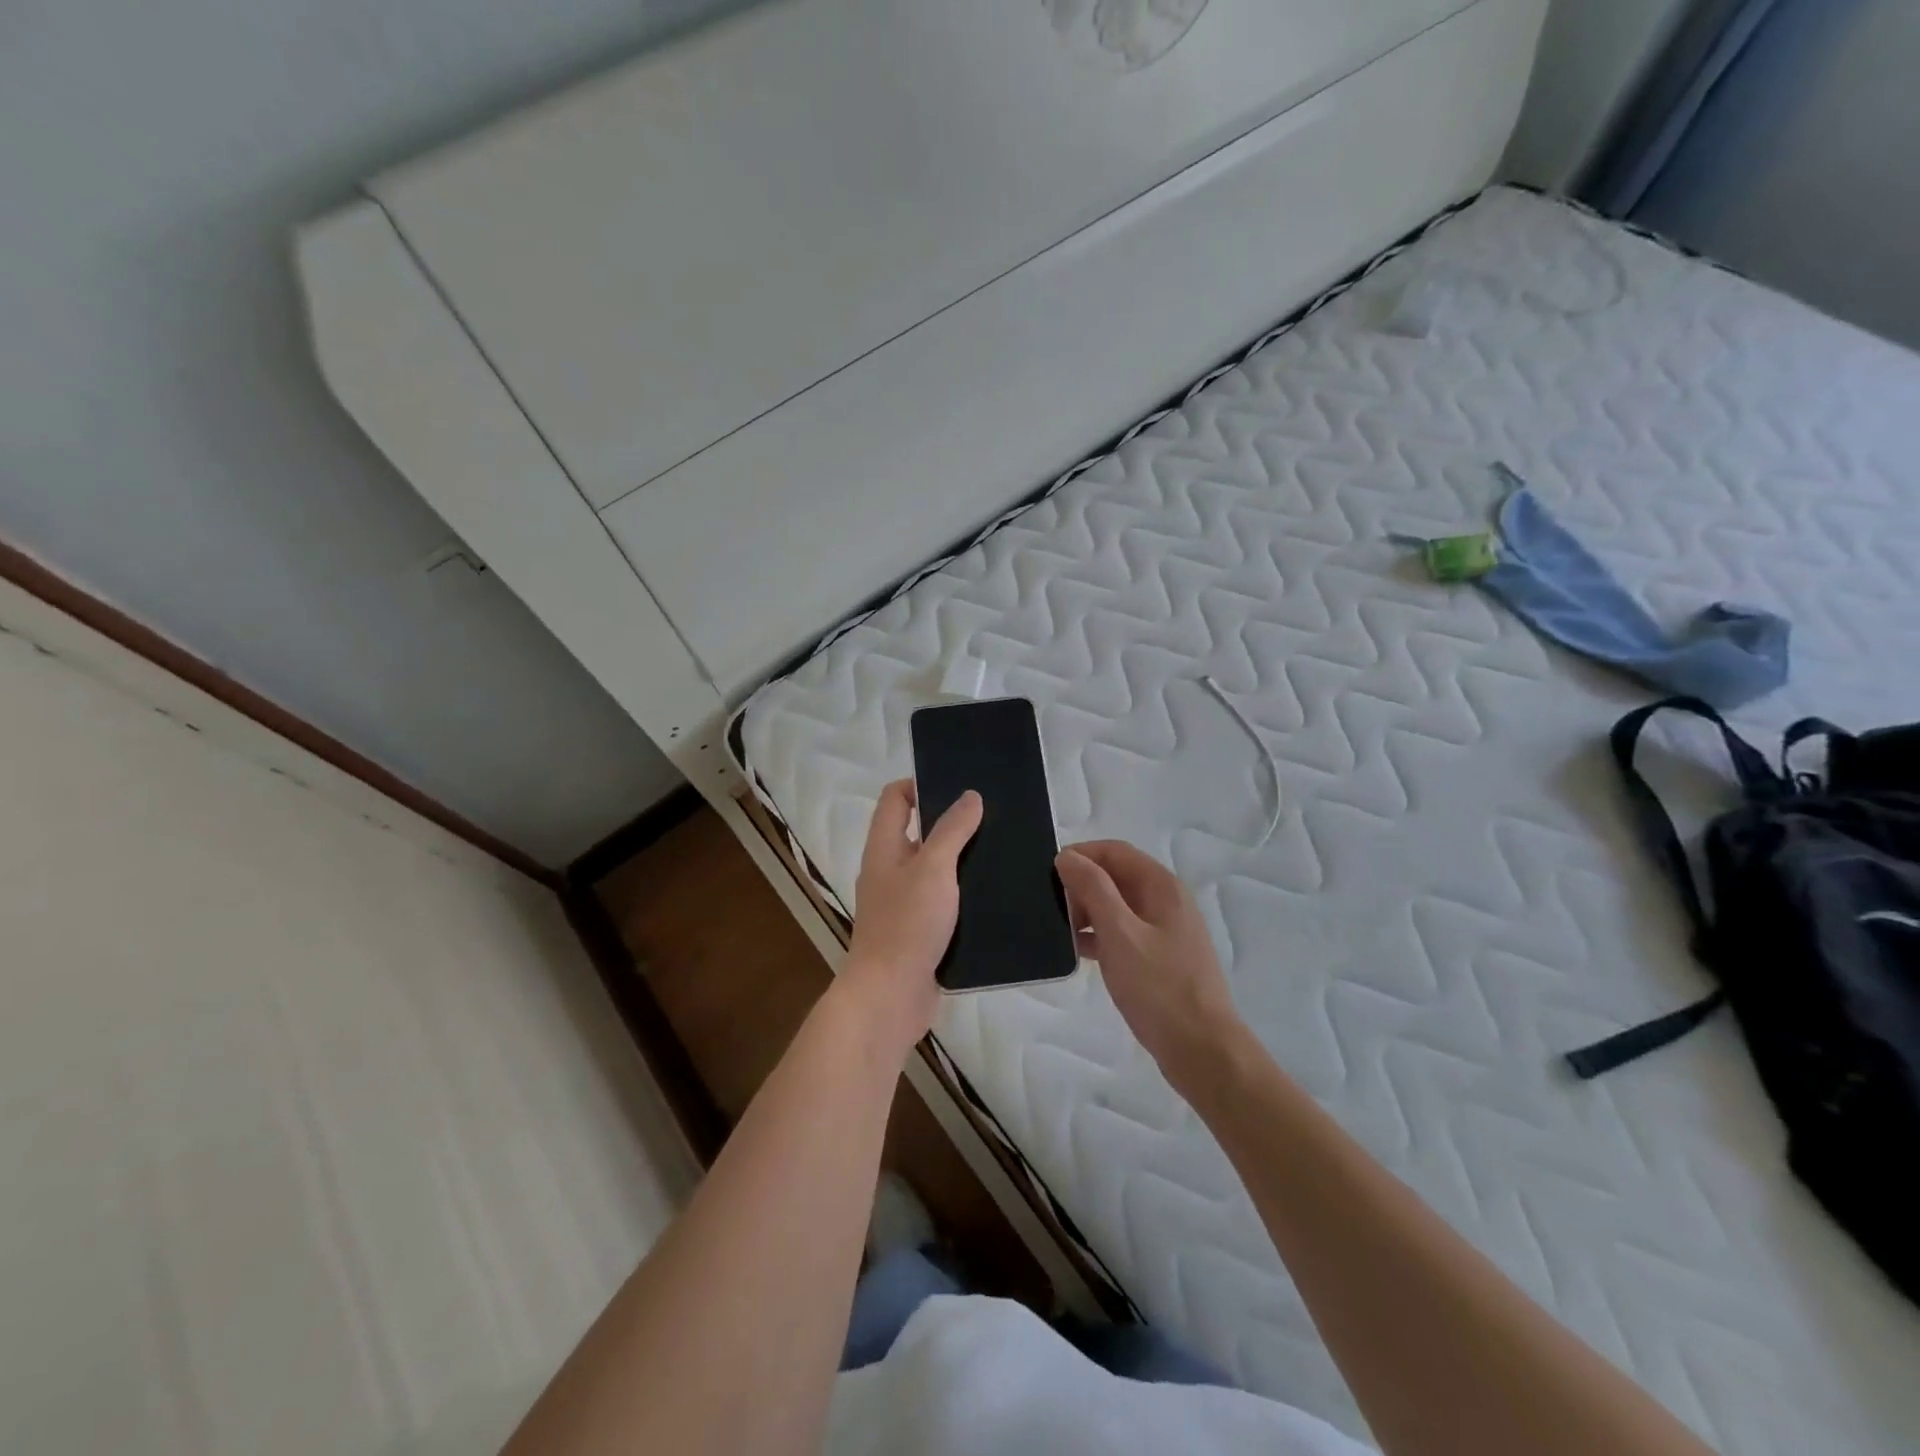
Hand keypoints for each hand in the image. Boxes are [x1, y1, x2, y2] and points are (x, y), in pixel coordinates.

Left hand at [840, 780, 983, 1057]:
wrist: (890, 997)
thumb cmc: (907, 924)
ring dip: (963, 861)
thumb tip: (970, 796)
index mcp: (884, 848)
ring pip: (936, 870)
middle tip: (994, 817)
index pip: (895, 798)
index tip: (960, 785)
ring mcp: (904, 903)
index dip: (922, 783)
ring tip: (1003, 852)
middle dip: (952, 823)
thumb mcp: (933, 869)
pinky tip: (997, 895)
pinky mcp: (921, 932)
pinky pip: (945, 904)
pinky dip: (965, 896)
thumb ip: (952, 831)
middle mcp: (890, 871)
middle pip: (919, 832)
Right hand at [1055, 841, 1243, 1087]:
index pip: (1115, 851)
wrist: (1201, 1049)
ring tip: (1061, 931)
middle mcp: (1166, 901)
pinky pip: (1123, 933)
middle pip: (1116, 876)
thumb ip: (1092, 889)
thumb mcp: (1119, 933)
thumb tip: (1067, 857)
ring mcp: (1165, 931)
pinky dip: (1099, 936)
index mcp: (1162, 886)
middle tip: (1054, 909)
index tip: (1048, 874)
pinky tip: (1078, 952)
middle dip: (1082, 885)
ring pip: (1118, 906)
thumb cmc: (1159, 987)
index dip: (1081, 855)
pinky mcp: (1159, 958)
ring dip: (1088, 912)